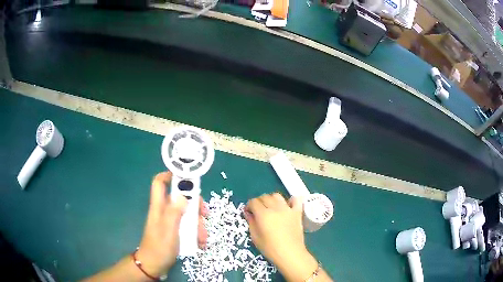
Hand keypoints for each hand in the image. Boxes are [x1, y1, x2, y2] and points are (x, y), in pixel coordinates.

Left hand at [136, 172, 207, 276]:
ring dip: (197, 223)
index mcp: (159, 207)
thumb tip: (184, 196)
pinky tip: (200, 242)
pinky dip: (195, 232)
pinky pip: (187, 226)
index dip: (170, 175)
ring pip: (187, 214)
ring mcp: (170, 221)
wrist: (154, 265)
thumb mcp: (168, 230)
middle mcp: (164, 211)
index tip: (187, 177)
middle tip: (204, 213)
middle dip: (194, 204)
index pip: (160, 183)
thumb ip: (175, 212)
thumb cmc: (159, 248)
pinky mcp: (175, 230)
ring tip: (203, 236)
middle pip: (180, 198)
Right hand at [244, 193, 317, 280]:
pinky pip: (296, 200)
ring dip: (271, 199)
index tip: (249, 213)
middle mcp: (275, 208)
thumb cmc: (270, 249)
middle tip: (258, 211)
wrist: (290, 254)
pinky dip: (291, 200)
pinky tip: (287, 206)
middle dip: (259, 202)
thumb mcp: (255, 238)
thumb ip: (251, 223)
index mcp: (263, 215)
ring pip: (277, 196)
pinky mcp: (297, 212)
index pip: (253, 202)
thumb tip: (248, 213)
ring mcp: (288, 209)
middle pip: (264, 197)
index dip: (249, 206)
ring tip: (271, 208)